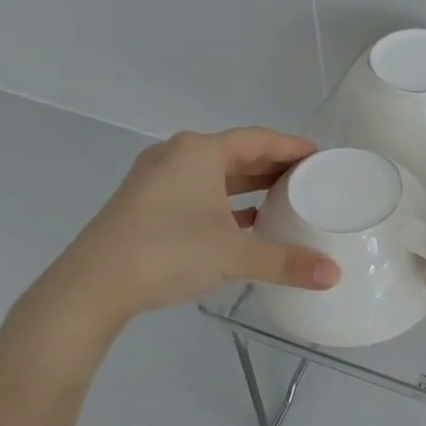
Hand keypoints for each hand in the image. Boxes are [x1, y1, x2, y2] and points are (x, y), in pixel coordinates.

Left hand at [19, 128, 339, 342]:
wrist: (91, 286)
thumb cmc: (167, 252)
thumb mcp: (234, 255)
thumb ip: (286, 262)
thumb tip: (334, 275)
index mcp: (199, 152)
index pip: (258, 139)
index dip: (292, 146)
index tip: (320, 156)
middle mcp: (176, 156)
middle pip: (236, 153)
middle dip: (272, 166)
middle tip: (308, 179)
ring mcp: (155, 180)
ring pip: (214, 175)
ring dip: (248, 186)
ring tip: (283, 199)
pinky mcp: (144, 204)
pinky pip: (196, 192)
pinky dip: (224, 202)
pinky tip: (244, 224)